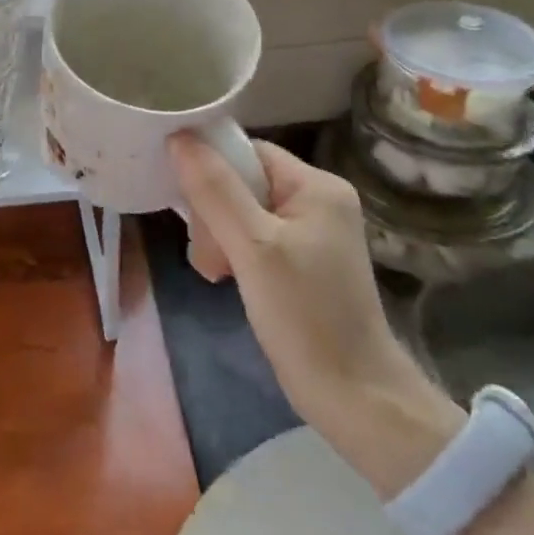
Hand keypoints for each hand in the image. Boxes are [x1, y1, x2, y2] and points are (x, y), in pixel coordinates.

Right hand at [170, 134, 441, 436]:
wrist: (354, 397)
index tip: (188, 206)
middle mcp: (317, 200)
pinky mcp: (300, 261)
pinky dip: (233, 254)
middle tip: (211, 256)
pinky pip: (252, 238)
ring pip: (240, 212)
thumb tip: (179, 137)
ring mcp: (310, 233)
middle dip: (214, 216)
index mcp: (316, 186)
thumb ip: (215, 191)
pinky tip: (225, 279)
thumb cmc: (306, 316)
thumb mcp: (254, 248)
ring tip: (217, 273)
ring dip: (218, 239)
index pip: (248, 152)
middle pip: (241, 182)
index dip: (212, 171)